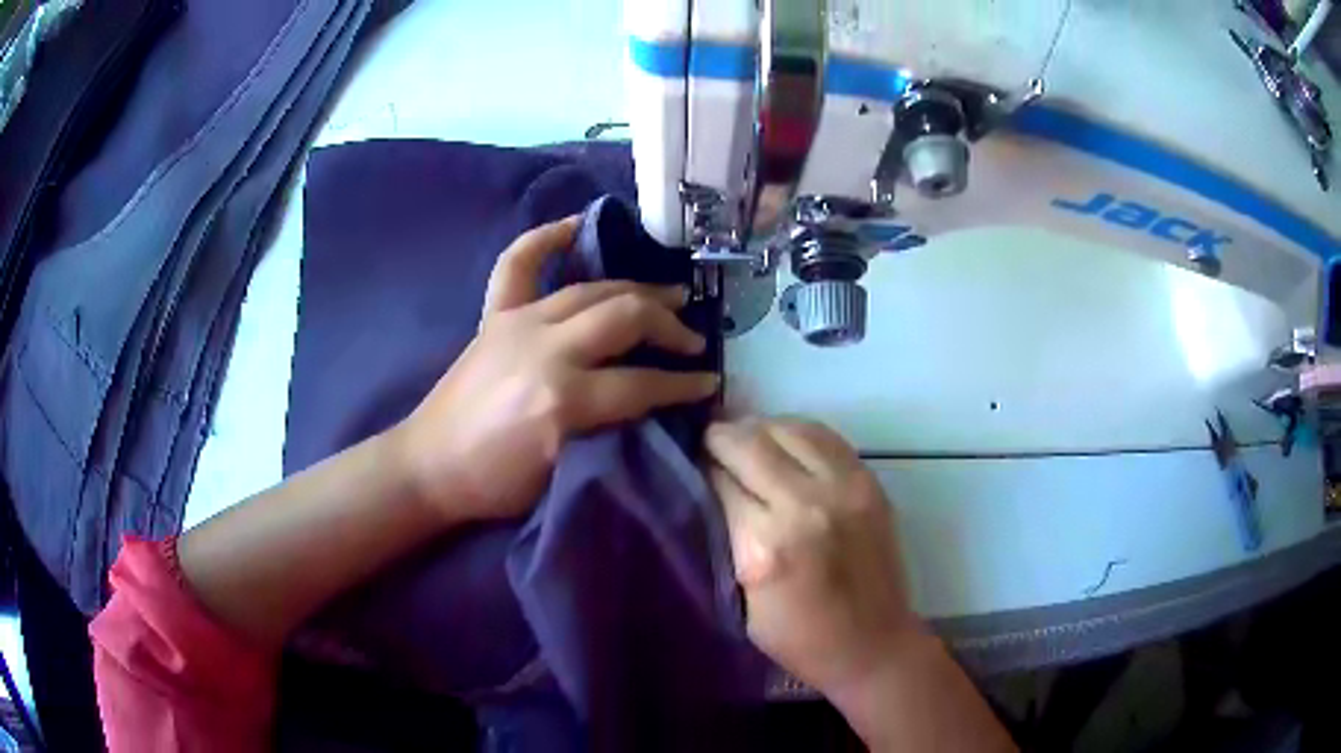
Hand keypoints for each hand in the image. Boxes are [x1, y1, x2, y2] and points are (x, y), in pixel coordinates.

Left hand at [394, 216, 719, 523]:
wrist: (428, 466)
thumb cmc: (495, 484)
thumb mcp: (563, 470)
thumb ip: (608, 429)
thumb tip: (648, 401)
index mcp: (563, 399)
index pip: (642, 384)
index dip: (683, 385)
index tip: (708, 385)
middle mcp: (545, 348)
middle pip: (625, 317)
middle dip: (668, 325)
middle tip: (691, 338)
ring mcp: (517, 322)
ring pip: (592, 288)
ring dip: (636, 289)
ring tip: (668, 293)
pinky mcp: (495, 316)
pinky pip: (520, 263)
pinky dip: (547, 239)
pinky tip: (575, 225)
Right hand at [705, 418, 920, 696]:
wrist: (874, 644)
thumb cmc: (800, 639)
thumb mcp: (744, 602)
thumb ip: (728, 540)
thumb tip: (712, 489)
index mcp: (767, 546)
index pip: (721, 479)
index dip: (701, 467)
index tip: (689, 463)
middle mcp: (806, 505)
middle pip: (751, 442)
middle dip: (722, 437)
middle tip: (709, 442)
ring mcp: (845, 488)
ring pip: (789, 428)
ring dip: (759, 429)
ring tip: (746, 439)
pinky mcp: (870, 483)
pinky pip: (825, 436)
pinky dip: (796, 433)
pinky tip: (784, 444)